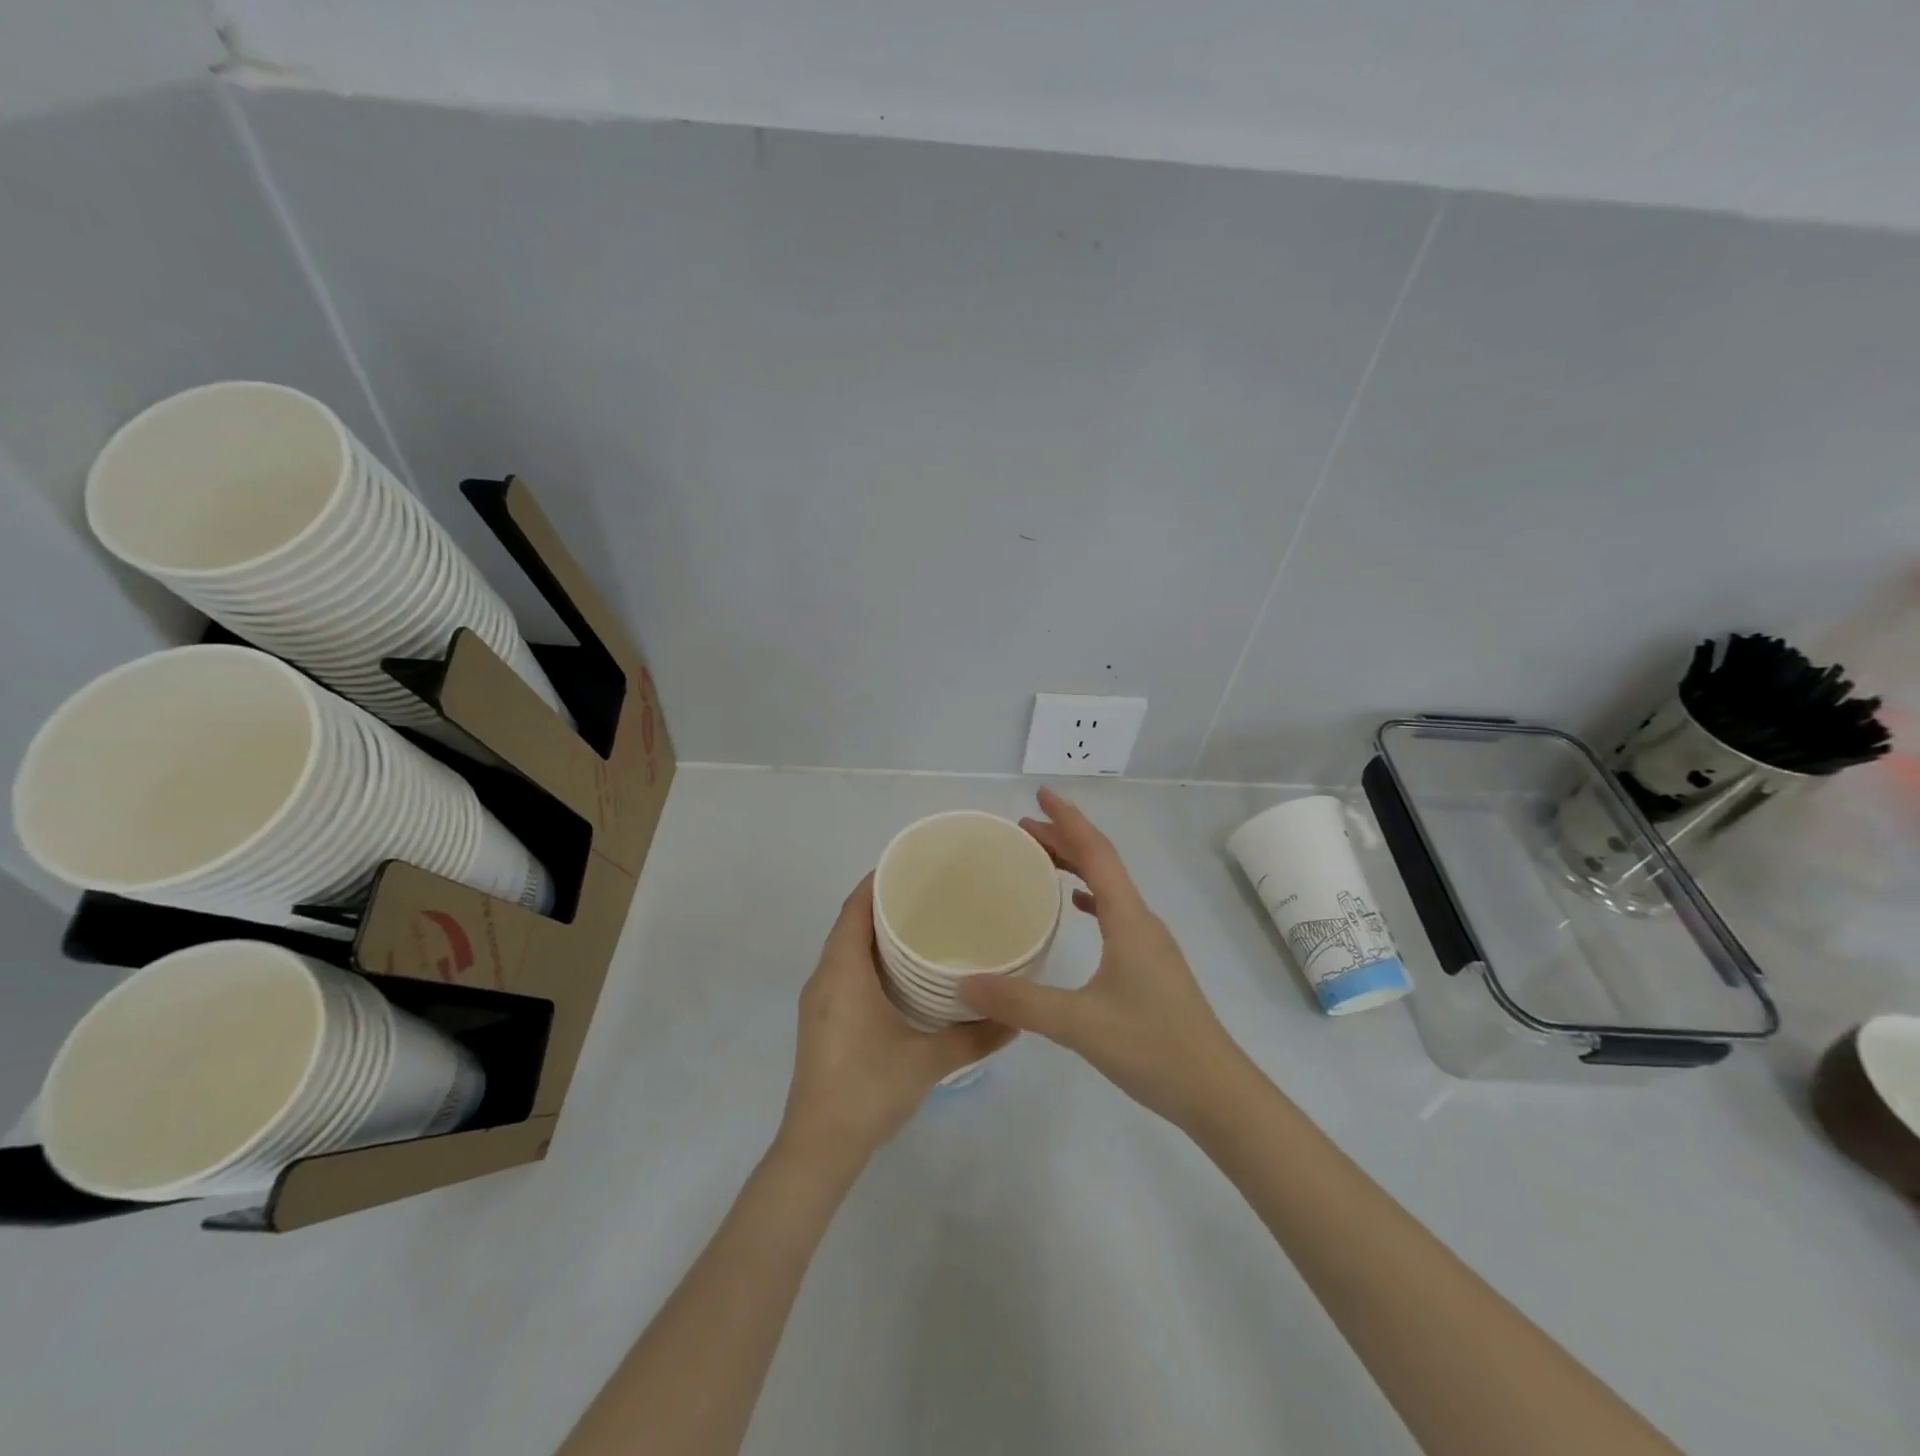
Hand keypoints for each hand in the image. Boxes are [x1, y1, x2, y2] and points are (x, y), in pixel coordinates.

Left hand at [779, 876, 1015, 1176]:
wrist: (818, 1147)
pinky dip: (867, 958)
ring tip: (921, 926)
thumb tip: (1018, 1017)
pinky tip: (900, 973)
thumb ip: (975, 1035)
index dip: (877, 881)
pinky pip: (843, 971)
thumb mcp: (929, 1060)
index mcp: (842, 971)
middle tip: (930, 894)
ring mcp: (819, 1001)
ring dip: (874, 932)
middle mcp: (824, 977)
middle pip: (849, 923)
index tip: (912, 867)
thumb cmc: (868, 1089)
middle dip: (883, 903)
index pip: (854, 907)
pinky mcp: (821, 1021)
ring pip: (845, 949)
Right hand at [957, 788, 1247, 1125]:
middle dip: (1064, 838)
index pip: (1096, 852)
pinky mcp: (1150, 966)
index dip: (1068, 820)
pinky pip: (1115, 913)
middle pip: (1102, 863)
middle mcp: (1141, 921)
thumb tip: (964, 983)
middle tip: (1023, 828)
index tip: (1040, 795)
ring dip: (1076, 865)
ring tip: (1040, 859)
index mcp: (1128, 919)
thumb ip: (1020, 1003)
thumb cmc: (1152, 1048)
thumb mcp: (1079, 1025)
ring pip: (1109, 888)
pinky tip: (1075, 907)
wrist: (1216, 1092)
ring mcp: (1149, 943)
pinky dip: (1091, 897)